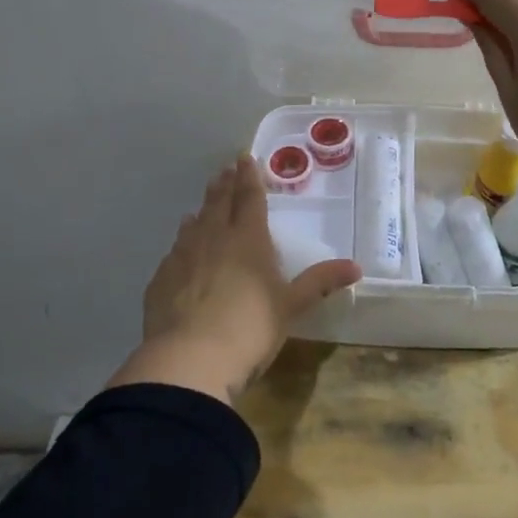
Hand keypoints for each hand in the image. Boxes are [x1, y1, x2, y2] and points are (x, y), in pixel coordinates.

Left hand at [107, 156, 360, 405]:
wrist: (189, 359)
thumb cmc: (249, 328)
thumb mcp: (290, 306)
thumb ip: (319, 283)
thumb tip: (356, 266)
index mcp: (248, 239)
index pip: (249, 198)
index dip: (249, 177)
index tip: (245, 157)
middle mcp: (213, 238)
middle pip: (219, 203)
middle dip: (225, 184)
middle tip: (226, 169)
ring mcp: (182, 256)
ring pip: (194, 223)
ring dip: (202, 209)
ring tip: (204, 203)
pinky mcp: (161, 279)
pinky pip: (174, 251)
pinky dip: (182, 241)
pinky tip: (181, 247)